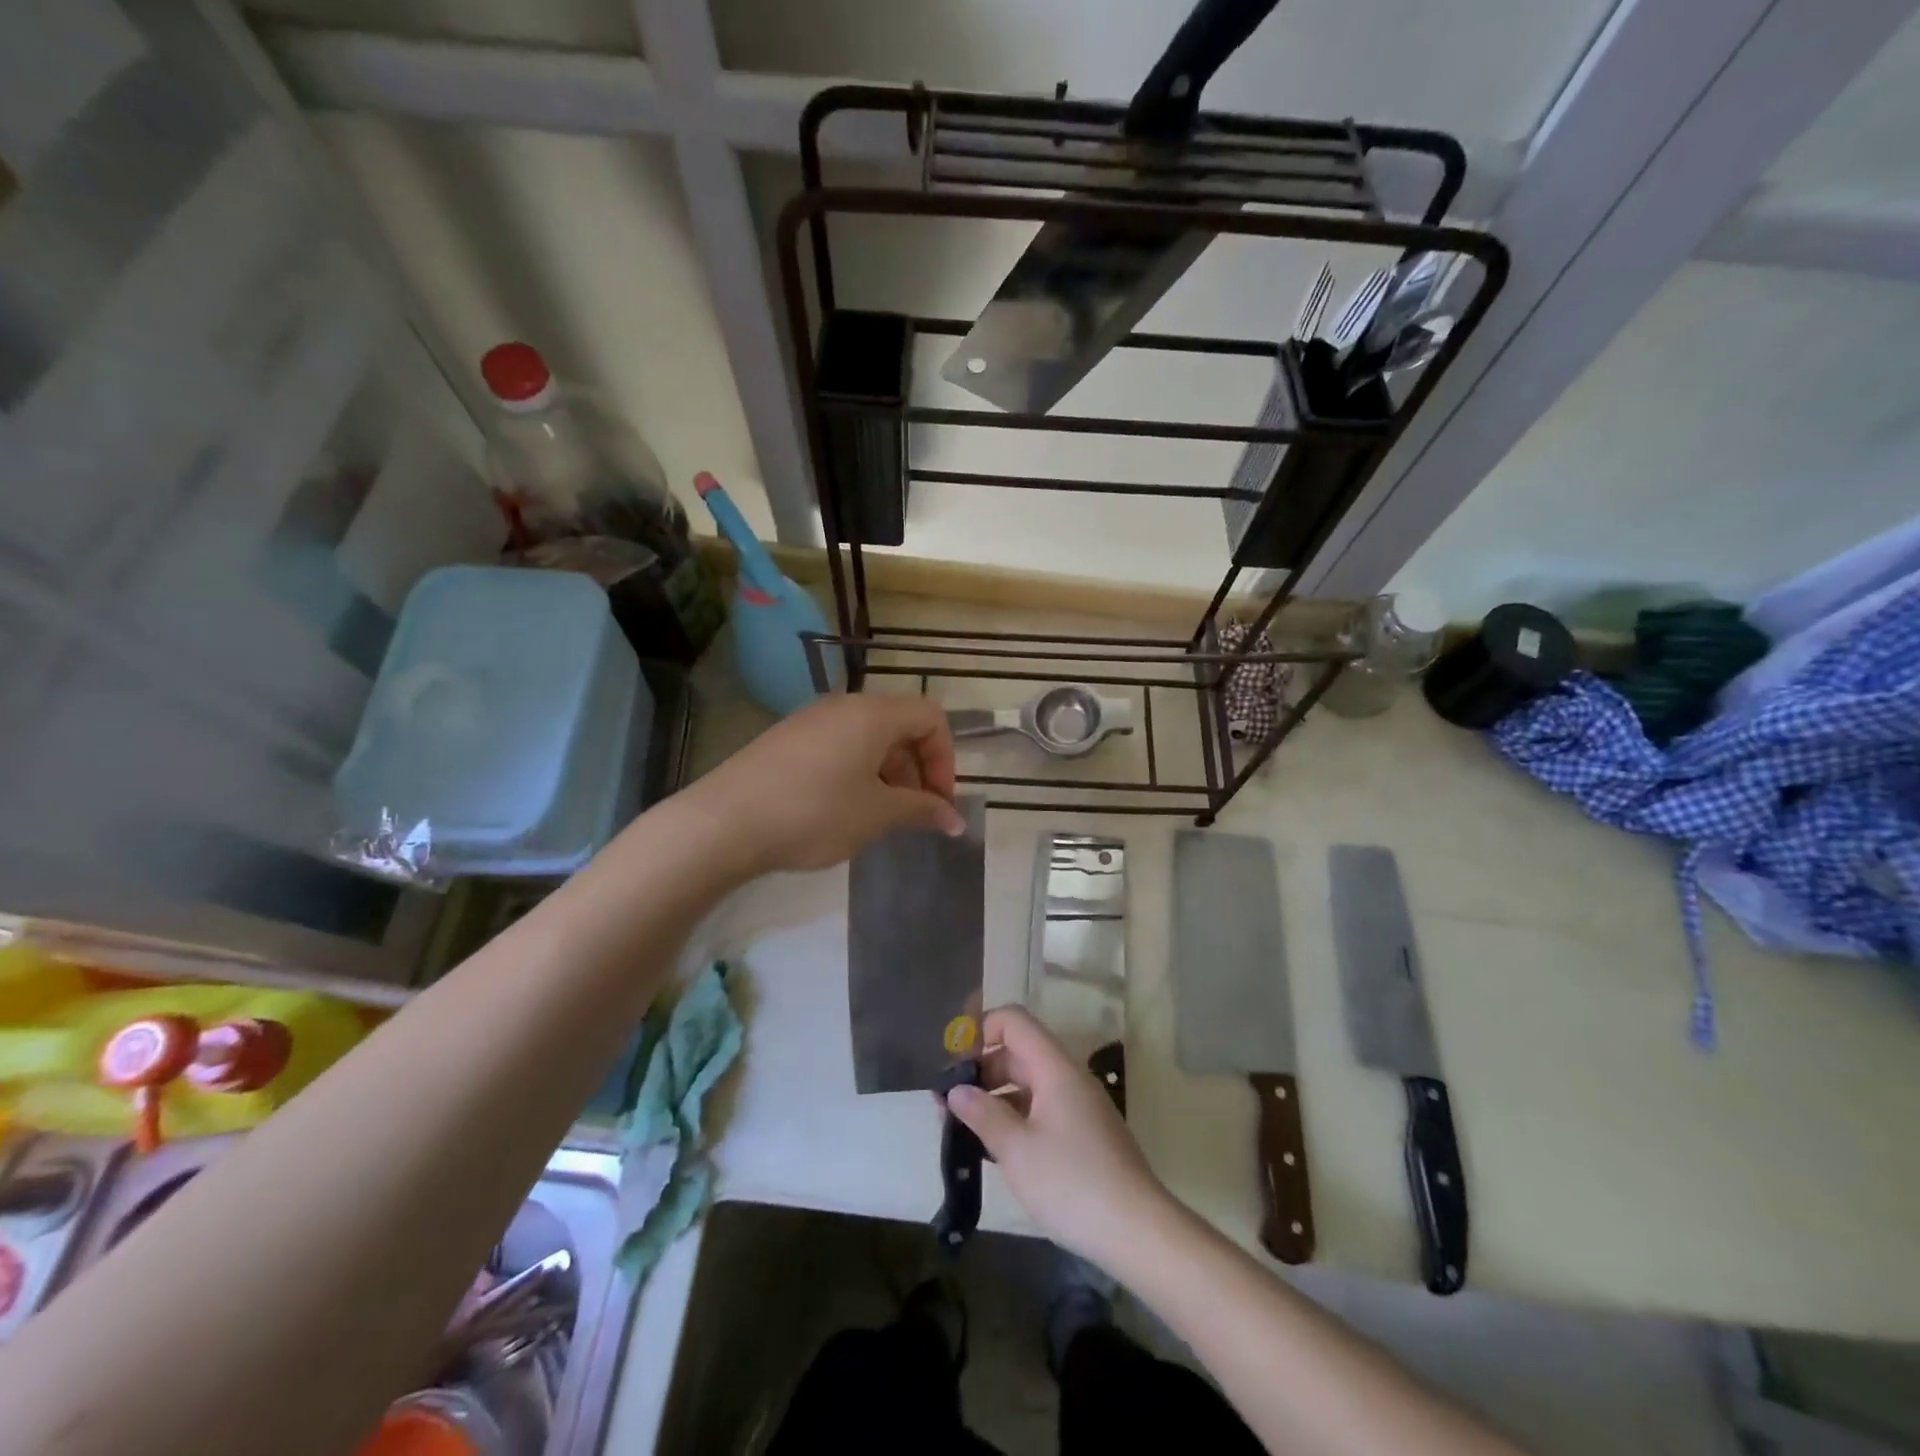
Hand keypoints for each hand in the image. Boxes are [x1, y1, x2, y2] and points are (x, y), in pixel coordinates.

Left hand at [686, 693, 962, 876]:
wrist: (724, 822)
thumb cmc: (814, 813)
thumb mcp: (876, 814)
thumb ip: (921, 810)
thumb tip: (955, 820)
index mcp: (873, 713)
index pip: (930, 717)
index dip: (944, 759)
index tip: (937, 803)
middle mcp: (844, 705)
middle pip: (899, 725)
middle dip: (916, 769)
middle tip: (913, 814)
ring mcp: (811, 719)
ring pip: (868, 737)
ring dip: (887, 773)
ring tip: (879, 816)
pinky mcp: (787, 738)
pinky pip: (838, 745)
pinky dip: (856, 771)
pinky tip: (842, 809)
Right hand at [946, 1006, 1179, 1268]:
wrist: (1138, 1232)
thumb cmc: (1072, 1183)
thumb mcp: (1017, 1150)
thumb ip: (982, 1114)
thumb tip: (956, 1090)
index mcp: (1054, 1067)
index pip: (1014, 1021)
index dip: (980, 1030)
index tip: (952, 1063)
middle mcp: (1068, 1077)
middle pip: (1018, 1052)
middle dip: (980, 1070)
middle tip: (946, 1103)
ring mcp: (1078, 1106)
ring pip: (1028, 1084)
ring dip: (994, 1098)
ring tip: (961, 1128)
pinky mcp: (1083, 1135)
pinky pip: (1041, 1110)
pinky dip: (1014, 1118)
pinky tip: (993, 1149)